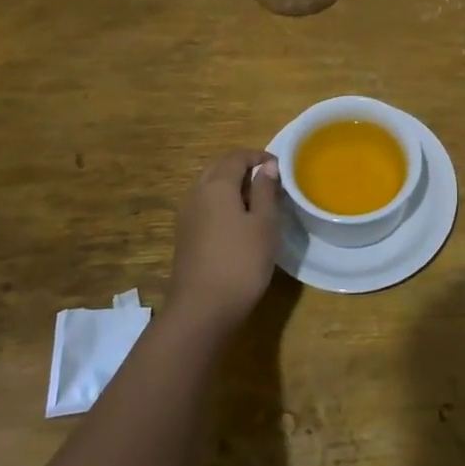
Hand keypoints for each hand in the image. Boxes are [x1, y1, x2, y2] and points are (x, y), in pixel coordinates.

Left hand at [167, 148, 282, 334]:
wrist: (202, 309)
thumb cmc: (241, 262)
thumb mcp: (264, 224)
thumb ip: (265, 190)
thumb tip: (266, 166)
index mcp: (216, 185)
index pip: (236, 157)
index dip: (258, 157)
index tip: (279, 167)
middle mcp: (196, 193)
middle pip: (218, 168)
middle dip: (242, 167)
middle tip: (268, 180)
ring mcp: (187, 215)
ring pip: (209, 186)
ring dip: (231, 185)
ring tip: (256, 200)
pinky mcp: (185, 235)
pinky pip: (204, 205)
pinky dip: (221, 202)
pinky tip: (237, 221)